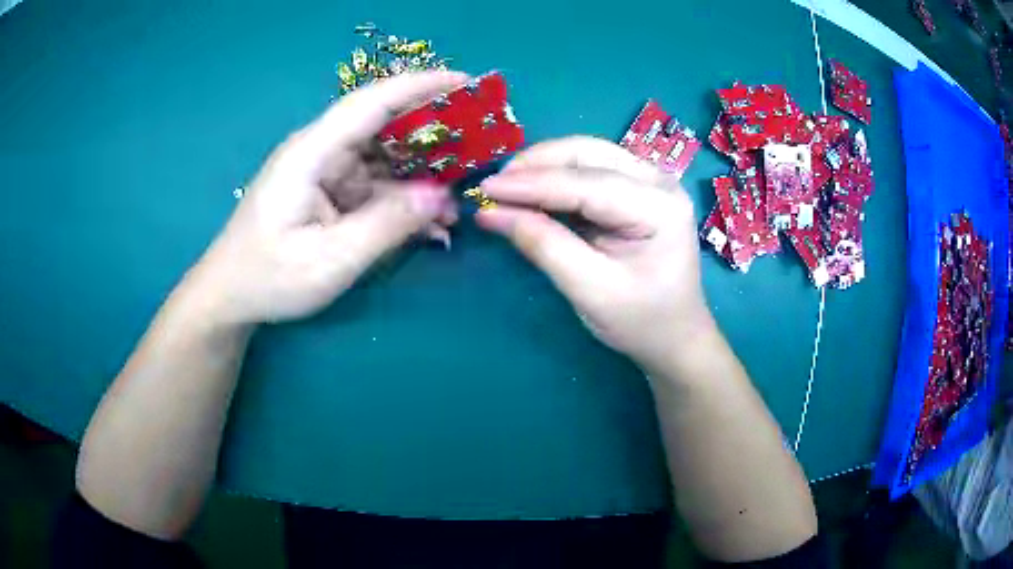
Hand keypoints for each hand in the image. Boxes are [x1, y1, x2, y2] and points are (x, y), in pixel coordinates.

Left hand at [183, 71, 467, 325]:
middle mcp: (319, 152)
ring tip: (457, 203)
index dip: (419, 86)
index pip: (371, 103)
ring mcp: (323, 173)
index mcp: (311, 153)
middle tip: (476, 147)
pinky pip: (372, 189)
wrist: (229, 297)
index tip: (465, 82)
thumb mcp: (330, 260)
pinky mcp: (326, 194)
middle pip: (383, 126)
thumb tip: (442, 197)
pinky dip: (401, 203)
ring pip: (382, 161)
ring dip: (420, 179)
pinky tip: (429, 226)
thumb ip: (386, 226)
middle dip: (431, 134)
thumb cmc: (268, 278)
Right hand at [476, 136, 714, 368]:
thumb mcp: (590, 291)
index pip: (587, 183)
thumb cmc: (641, 321)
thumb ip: (543, 246)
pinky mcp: (638, 188)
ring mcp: (651, 181)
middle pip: (588, 154)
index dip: (532, 184)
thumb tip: (491, 213)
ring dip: (544, 166)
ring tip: (507, 187)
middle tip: (494, 186)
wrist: (676, 337)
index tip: (486, 189)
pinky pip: (591, 169)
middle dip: (537, 164)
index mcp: (660, 208)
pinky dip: (557, 177)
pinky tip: (532, 192)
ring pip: (587, 155)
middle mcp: (660, 182)